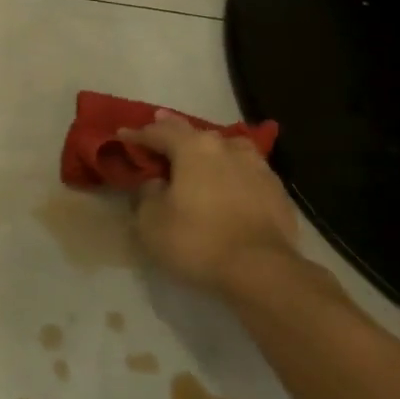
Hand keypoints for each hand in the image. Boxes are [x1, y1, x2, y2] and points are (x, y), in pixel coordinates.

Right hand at [119, 111, 300, 294]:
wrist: (263, 270)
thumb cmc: (198, 240)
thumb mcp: (151, 222)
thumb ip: (147, 195)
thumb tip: (157, 184)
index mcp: (194, 147)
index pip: (159, 132)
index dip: (138, 134)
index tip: (123, 134)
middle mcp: (227, 147)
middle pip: (194, 134)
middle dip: (174, 132)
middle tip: (159, 127)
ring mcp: (257, 166)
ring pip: (226, 149)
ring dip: (208, 151)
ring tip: (199, 154)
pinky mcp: (277, 191)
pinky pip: (246, 173)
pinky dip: (231, 174)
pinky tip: (229, 184)